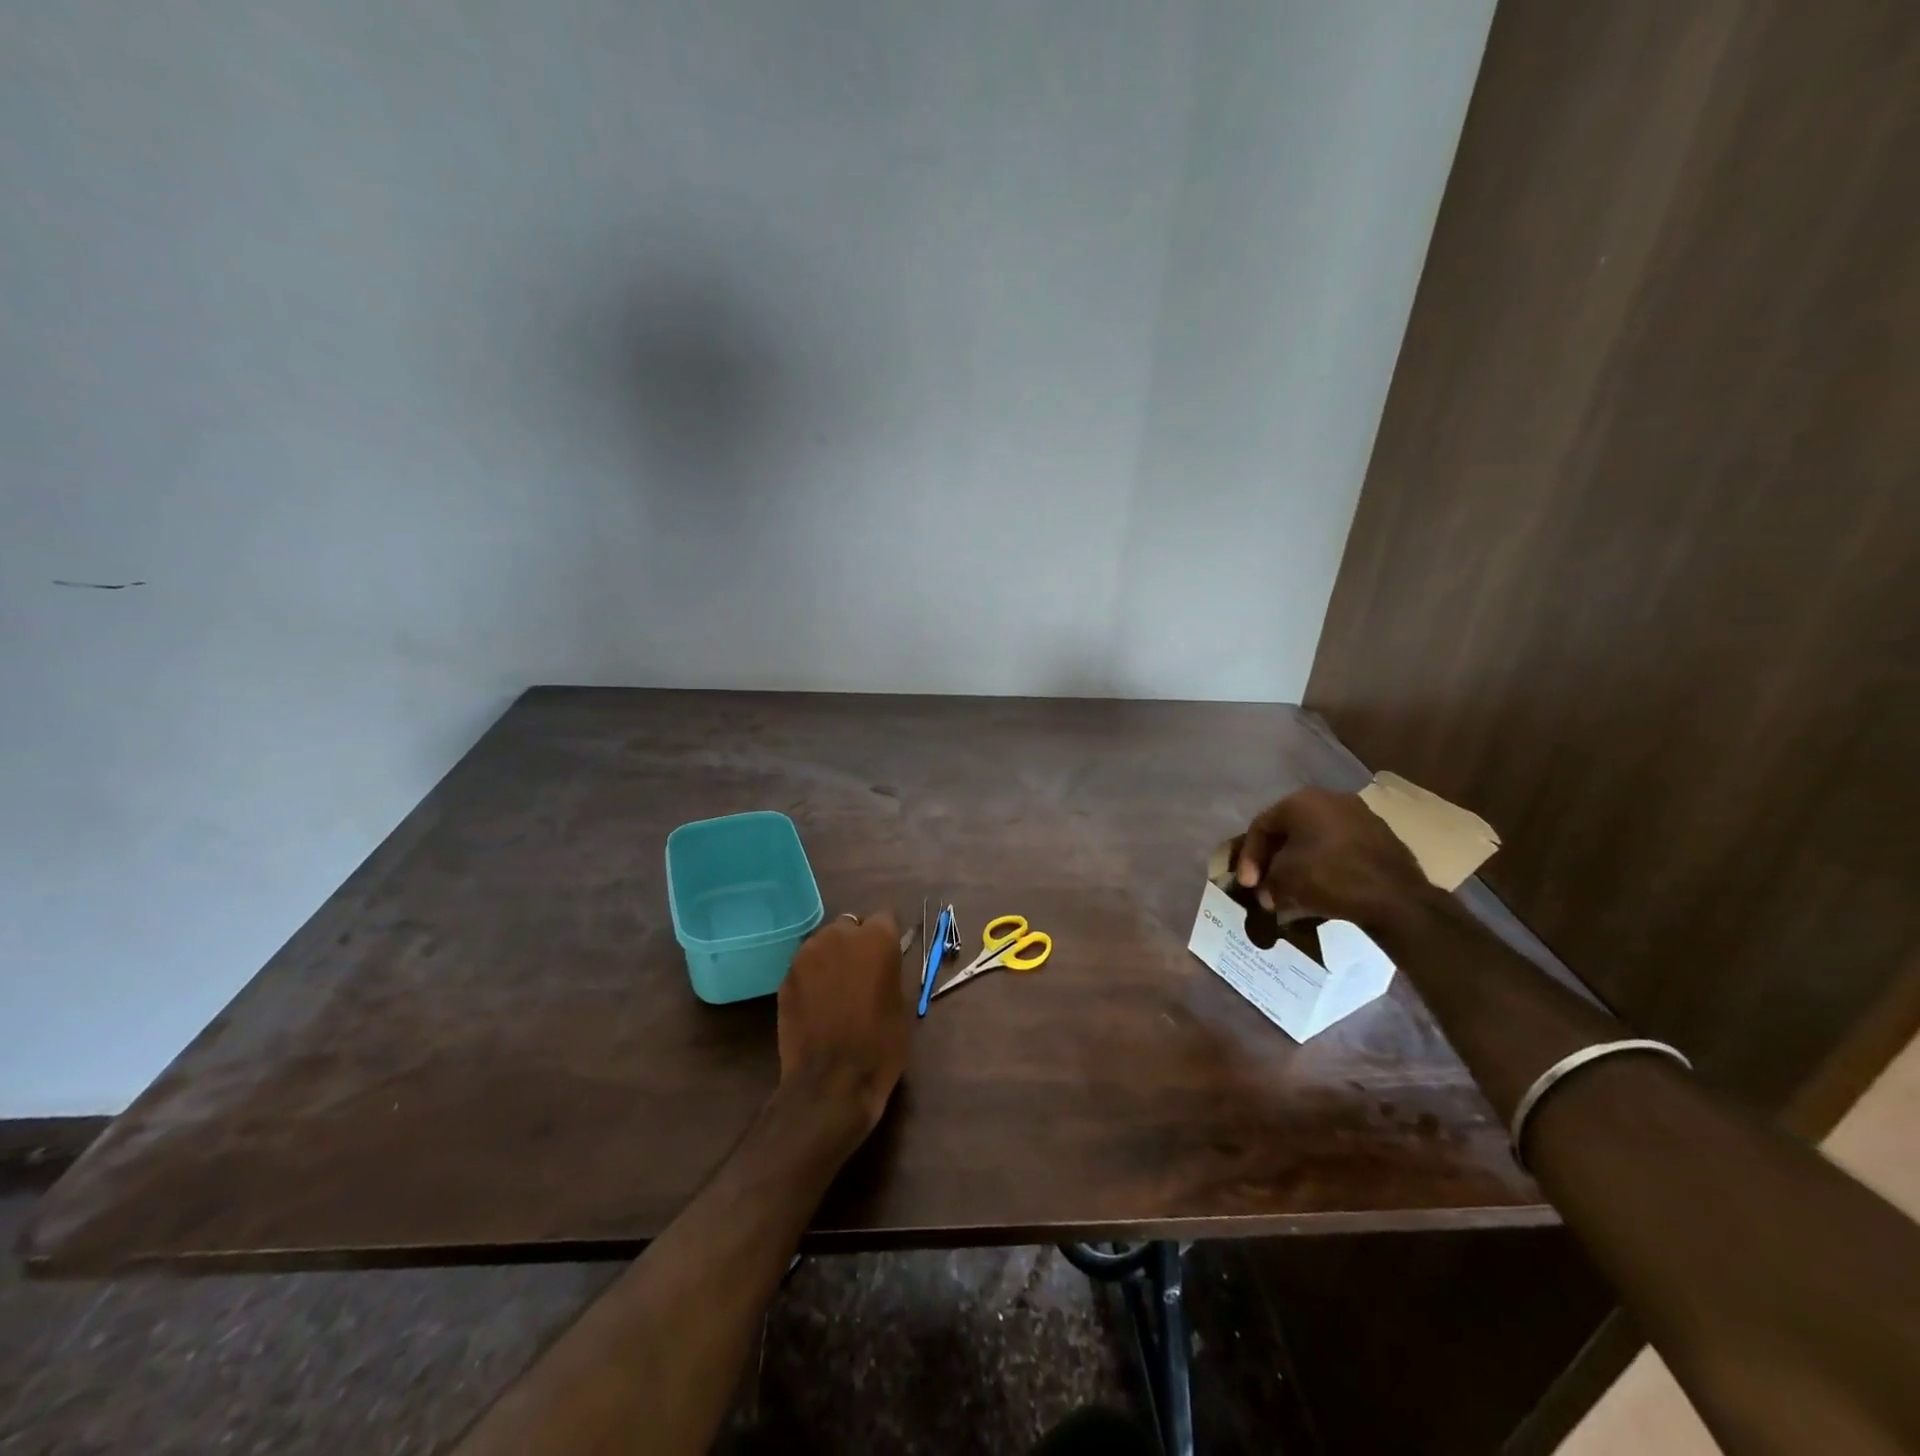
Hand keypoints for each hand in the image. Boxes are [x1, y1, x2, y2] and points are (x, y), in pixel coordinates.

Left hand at [776, 912, 909, 1135]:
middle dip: (857, 943)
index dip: (887, 938)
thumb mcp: (902, 1003)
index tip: (888, 958)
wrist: (831, 1082)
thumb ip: (891, 970)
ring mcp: (807, 953)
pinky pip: (806, 966)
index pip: (885, 918)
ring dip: (832, 957)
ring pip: (825, 943)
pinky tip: (818, 1004)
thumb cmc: (880, 1044)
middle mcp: (839, 934)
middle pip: (851, 926)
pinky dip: (813, 977)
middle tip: (862, 975)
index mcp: (876, 937)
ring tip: (837, 990)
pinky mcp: (786, 976)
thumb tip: (883, 962)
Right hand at [1234, 788, 1435, 929]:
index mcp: (1302, 800)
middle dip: (1273, 860)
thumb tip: (1266, 892)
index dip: (1248, 857)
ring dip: (1298, 864)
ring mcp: (1359, 816)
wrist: (1397, 898)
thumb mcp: (1284, 880)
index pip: (1261, 826)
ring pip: (1314, 839)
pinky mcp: (1379, 837)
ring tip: (1292, 891)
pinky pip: (1339, 848)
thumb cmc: (1330, 878)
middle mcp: (1330, 798)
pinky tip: (1320, 888)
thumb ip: (1266, 882)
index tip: (1247, 885)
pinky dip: (1324, 865)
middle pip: (1288, 830)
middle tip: (1266, 886)